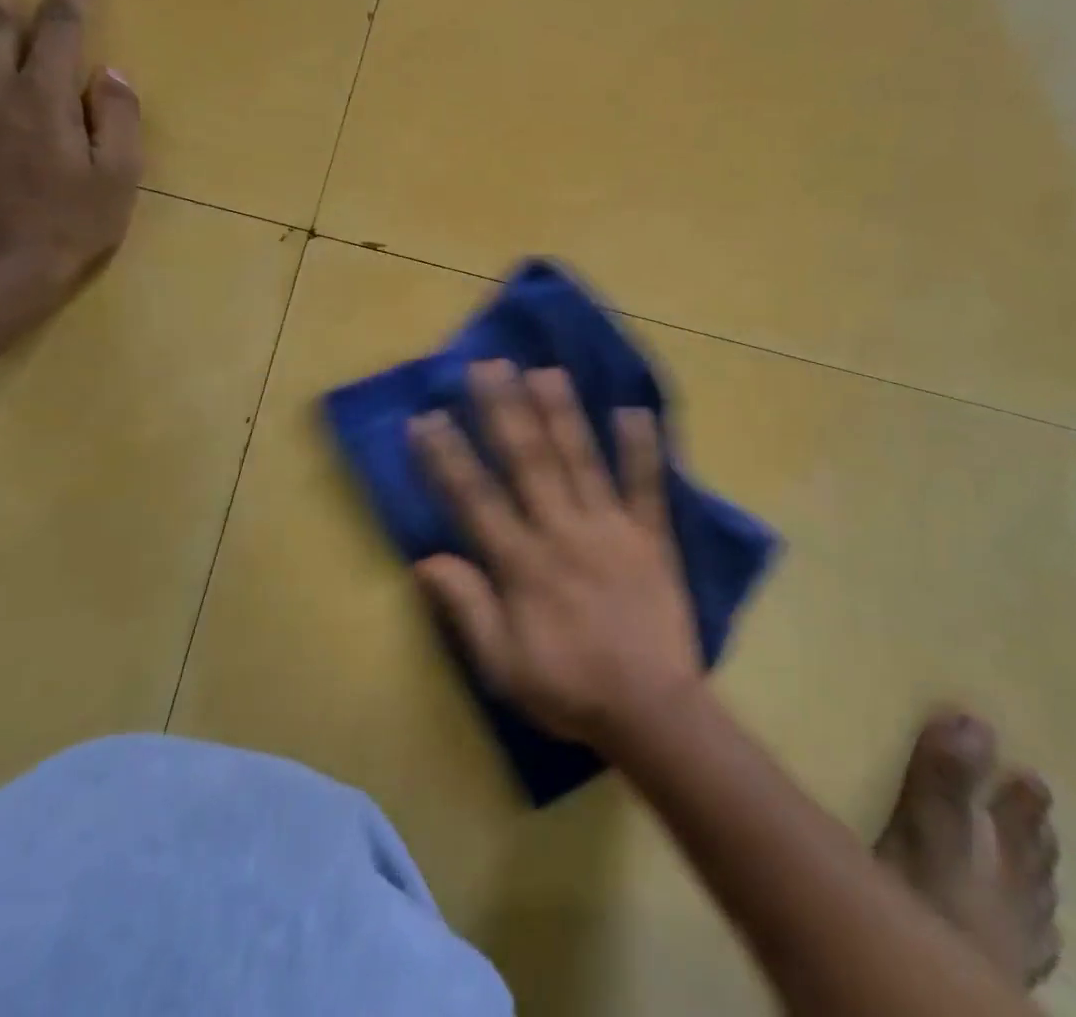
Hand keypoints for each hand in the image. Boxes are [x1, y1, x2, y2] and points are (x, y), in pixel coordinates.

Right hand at [409, 360, 701, 750]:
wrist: (651, 710)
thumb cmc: (569, 689)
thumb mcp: (502, 665)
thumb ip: (467, 607)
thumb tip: (425, 558)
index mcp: (522, 564)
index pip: (475, 498)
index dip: (447, 457)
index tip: (426, 417)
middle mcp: (562, 532)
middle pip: (527, 462)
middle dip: (504, 411)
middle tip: (487, 366)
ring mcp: (610, 527)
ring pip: (580, 460)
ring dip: (561, 413)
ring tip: (544, 370)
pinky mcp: (651, 535)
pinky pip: (647, 485)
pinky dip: (642, 448)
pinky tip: (633, 409)